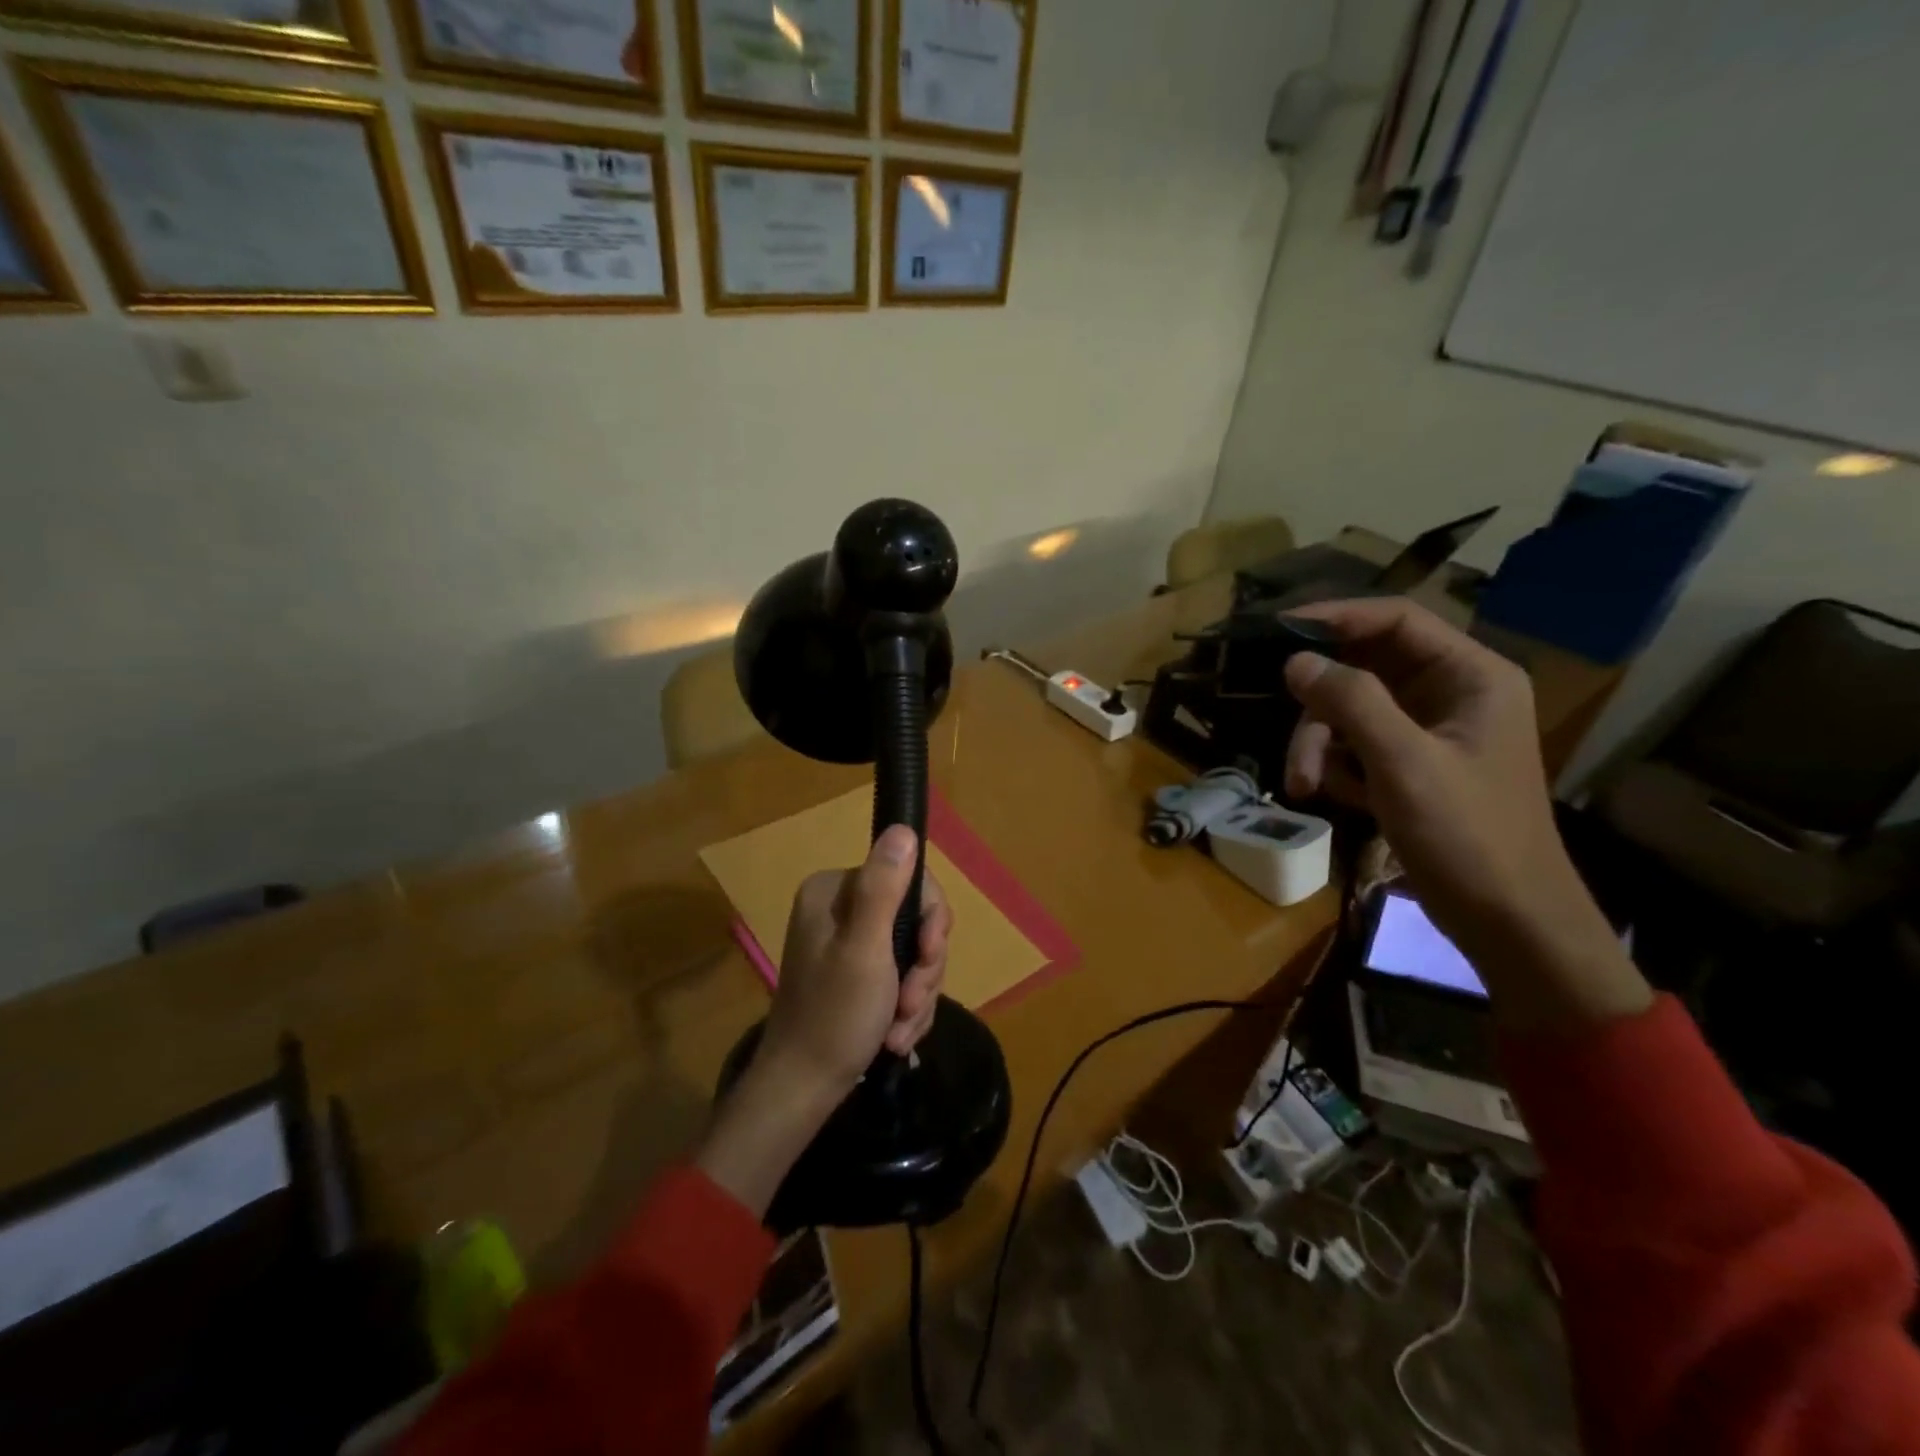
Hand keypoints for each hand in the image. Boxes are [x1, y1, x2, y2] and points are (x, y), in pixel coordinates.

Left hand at [696, 825, 951, 1217]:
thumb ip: (884, 887)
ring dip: (917, 994)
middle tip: (910, 1003)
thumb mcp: (865, 950)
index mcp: (835, 891)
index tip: (927, 955)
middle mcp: (840, 908)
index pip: (908, 879)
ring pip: (913, 952)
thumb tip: (903, 828)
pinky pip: (902, 976)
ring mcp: (848, 942)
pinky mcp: (857, 973)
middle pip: (913, 918)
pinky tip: (895, 1036)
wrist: (803, 1089)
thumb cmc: (834, 1017)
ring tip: (899, 1030)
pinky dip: (906, 1007)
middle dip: (922, 967)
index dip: (928, 920)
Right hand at [1280, 598, 1649, 1029]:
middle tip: (1295, 748)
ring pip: (1351, 710)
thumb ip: (1350, 702)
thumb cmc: (1467, 835)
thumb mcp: (1403, 763)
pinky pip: (1357, 744)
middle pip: (1364, 670)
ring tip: (1305, 786)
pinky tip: (1329, 796)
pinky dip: (1335, 765)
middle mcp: (1451, 693)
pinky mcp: (1412, 765)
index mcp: (1472, 676)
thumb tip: (1296, 661)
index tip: (1279, 629)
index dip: (1336, 617)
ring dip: (1319, 744)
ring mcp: (1430, 731)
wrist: (1508, 921)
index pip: (1397, 620)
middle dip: (1321, 708)